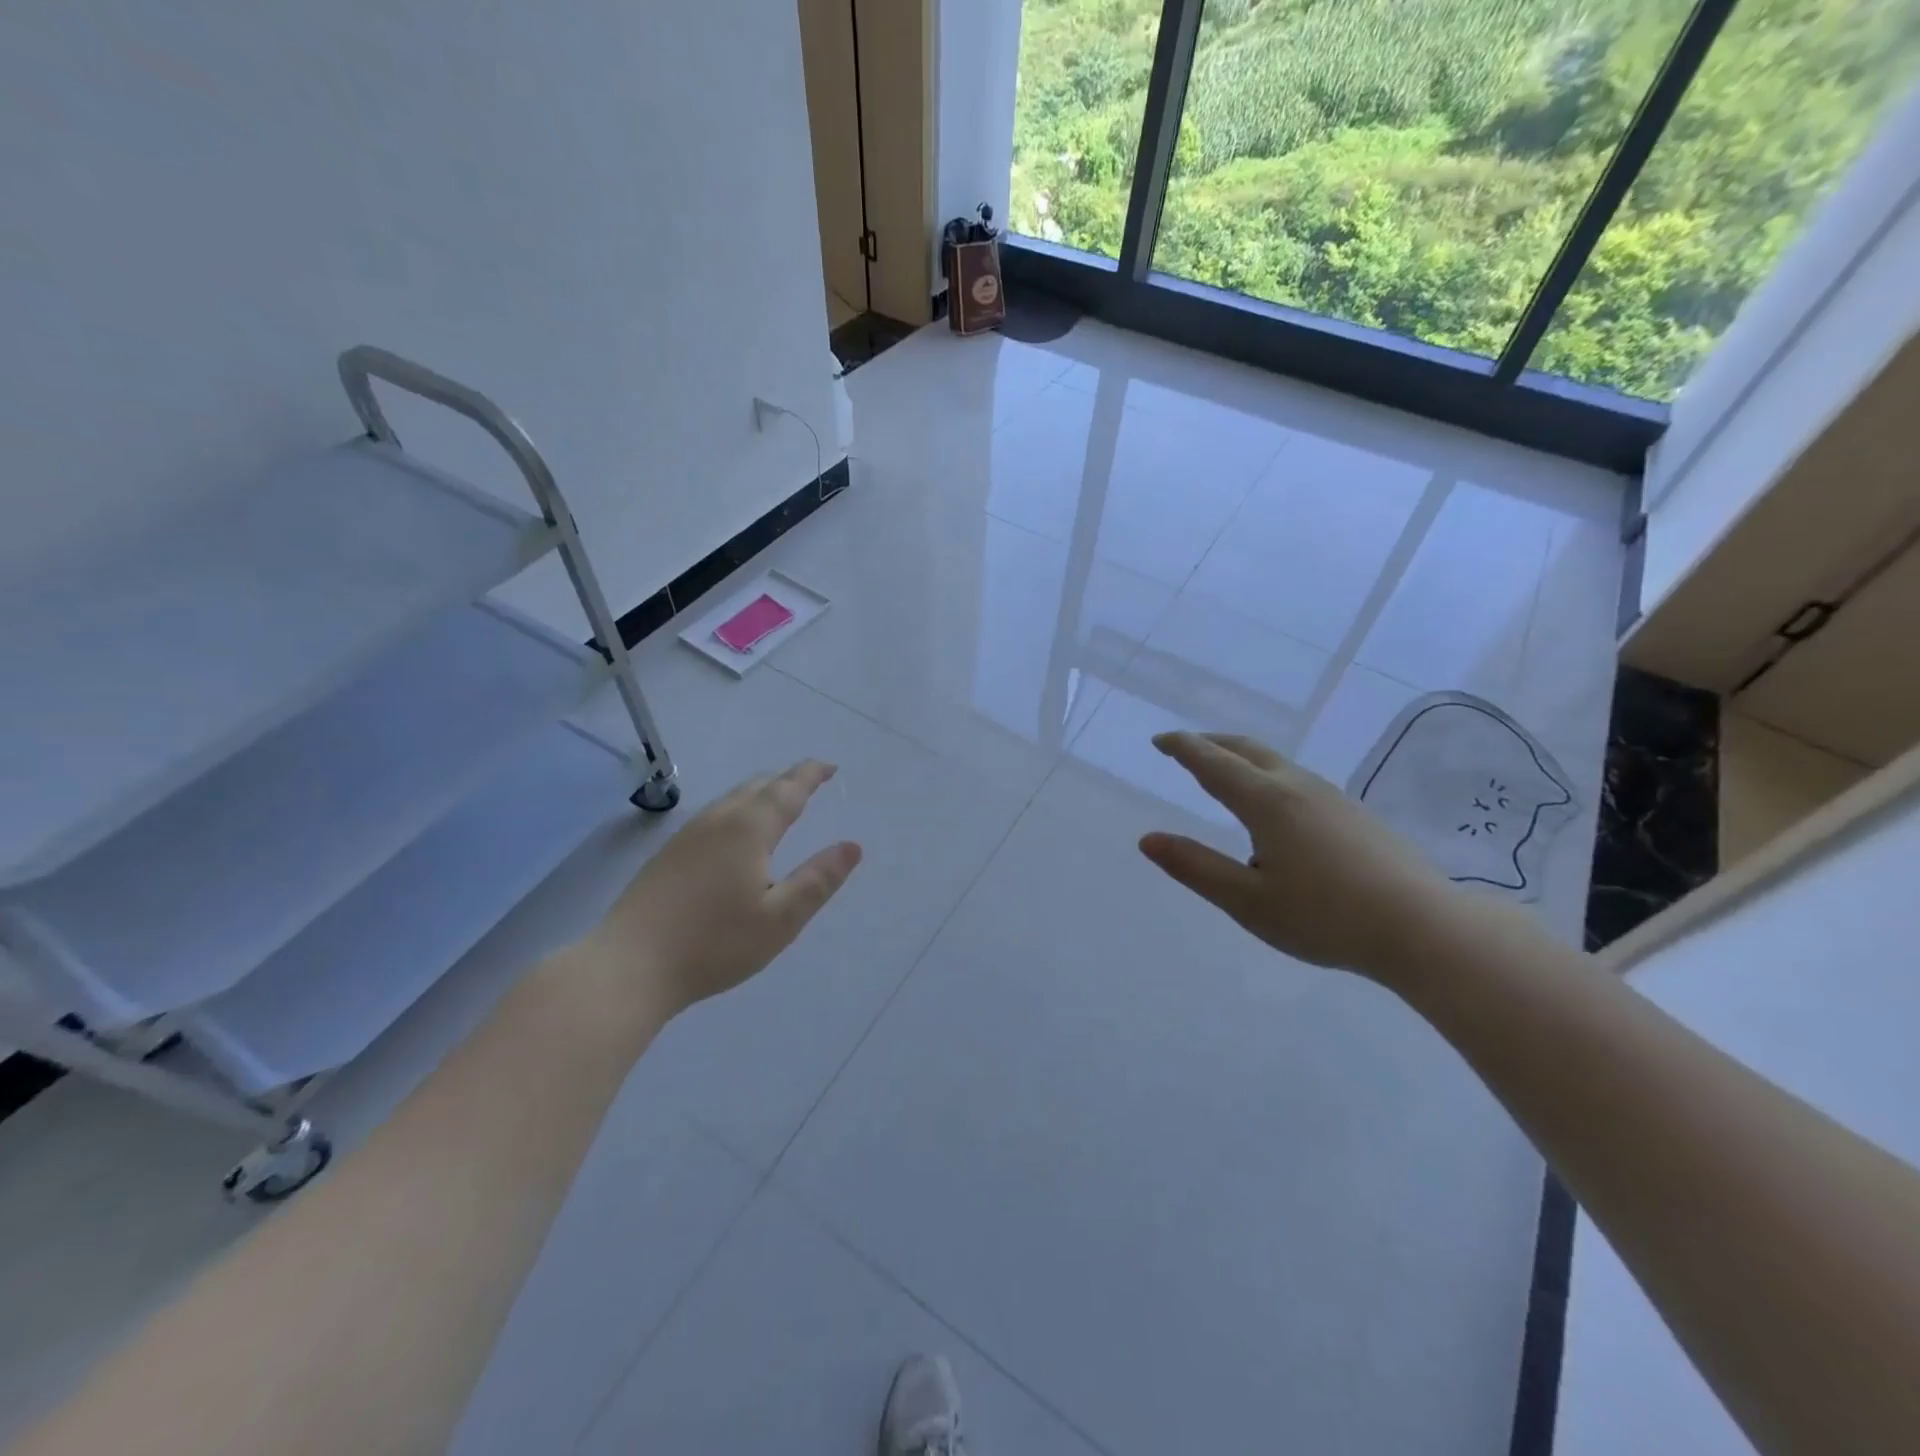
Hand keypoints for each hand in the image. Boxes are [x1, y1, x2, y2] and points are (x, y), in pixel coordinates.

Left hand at [583, 761, 862, 1018]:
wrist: (629, 966)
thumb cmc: (714, 943)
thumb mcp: (780, 919)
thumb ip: (818, 880)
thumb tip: (852, 847)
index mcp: (749, 829)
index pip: (788, 790)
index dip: (811, 775)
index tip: (830, 767)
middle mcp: (717, 821)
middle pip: (757, 786)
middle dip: (787, 780)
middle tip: (810, 782)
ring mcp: (687, 835)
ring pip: (732, 799)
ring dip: (761, 793)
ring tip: (779, 802)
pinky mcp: (667, 854)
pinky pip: (714, 814)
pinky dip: (739, 809)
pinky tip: (736, 833)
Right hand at [1138, 731, 1474, 983]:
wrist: (1424, 928)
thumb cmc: (1326, 917)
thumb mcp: (1247, 901)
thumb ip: (1195, 867)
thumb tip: (1147, 840)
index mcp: (1266, 802)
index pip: (1213, 763)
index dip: (1183, 748)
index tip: (1161, 741)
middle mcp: (1298, 787)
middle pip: (1247, 750)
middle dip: (1212, 743)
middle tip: (1186, 747)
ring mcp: (1332, 797)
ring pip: (1276, 762)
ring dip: (1242, 759)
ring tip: (1225, 775)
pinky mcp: (1355, 814)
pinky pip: (1298, 780)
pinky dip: (1268, 777)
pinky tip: (1275, 811)